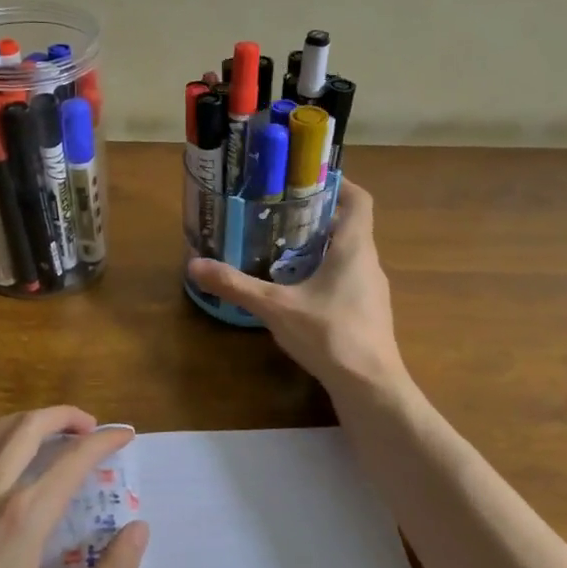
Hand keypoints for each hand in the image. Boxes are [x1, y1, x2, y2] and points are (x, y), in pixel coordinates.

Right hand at [186, 180, 404, 392]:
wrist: (370, 388)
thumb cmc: (330, 335)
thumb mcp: (275, 307)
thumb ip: (236, 285)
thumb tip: (194, 265)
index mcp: (354, 248)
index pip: (360, 200)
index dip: (340, 183)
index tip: (309, 179)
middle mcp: (369, 263)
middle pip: (350, 226)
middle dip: (317, 216)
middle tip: (280, 213)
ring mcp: (372, 291)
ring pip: (348, 255)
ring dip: (320, 247)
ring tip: (283, 248)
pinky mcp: (368, 314)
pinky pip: (348, 279)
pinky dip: (325, 274)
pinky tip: (298, 290)